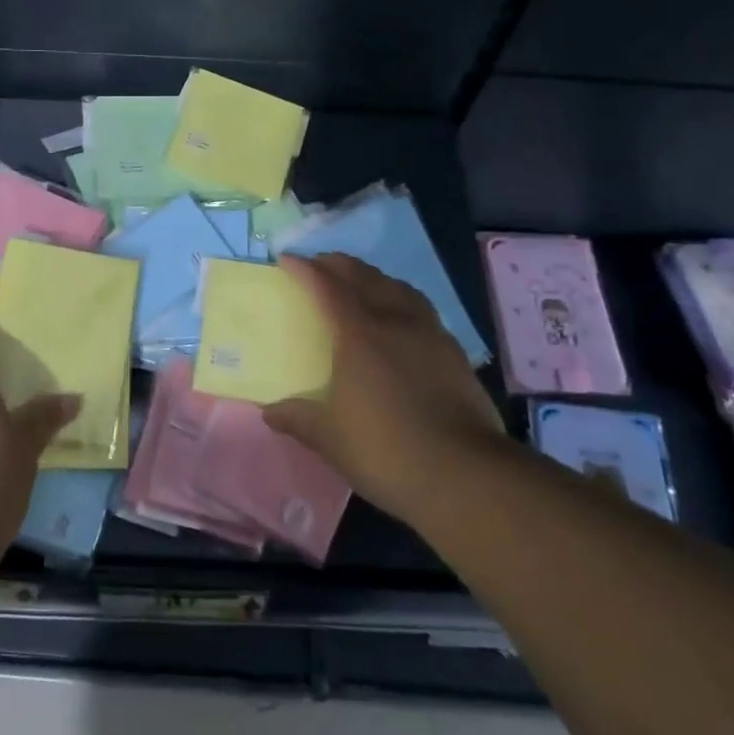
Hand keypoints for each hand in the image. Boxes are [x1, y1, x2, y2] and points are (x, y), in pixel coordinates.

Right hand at [265, 253, 504, 524]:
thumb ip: (298, 419)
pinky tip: (402, 320)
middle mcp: (395, 322)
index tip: (287, 260)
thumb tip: (269, 412)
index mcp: (359, 334)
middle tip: (321, 264)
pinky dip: (402, 301)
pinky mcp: (454, 353)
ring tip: (362, 282)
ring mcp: (430, 334)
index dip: (306, 270)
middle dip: (339, 265)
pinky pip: (422, 310)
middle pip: (365, 277)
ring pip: (399, 288)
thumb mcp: (329, 439)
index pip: (328, 287)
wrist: (464, 474)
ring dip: (375, 277)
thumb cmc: (385, 450)